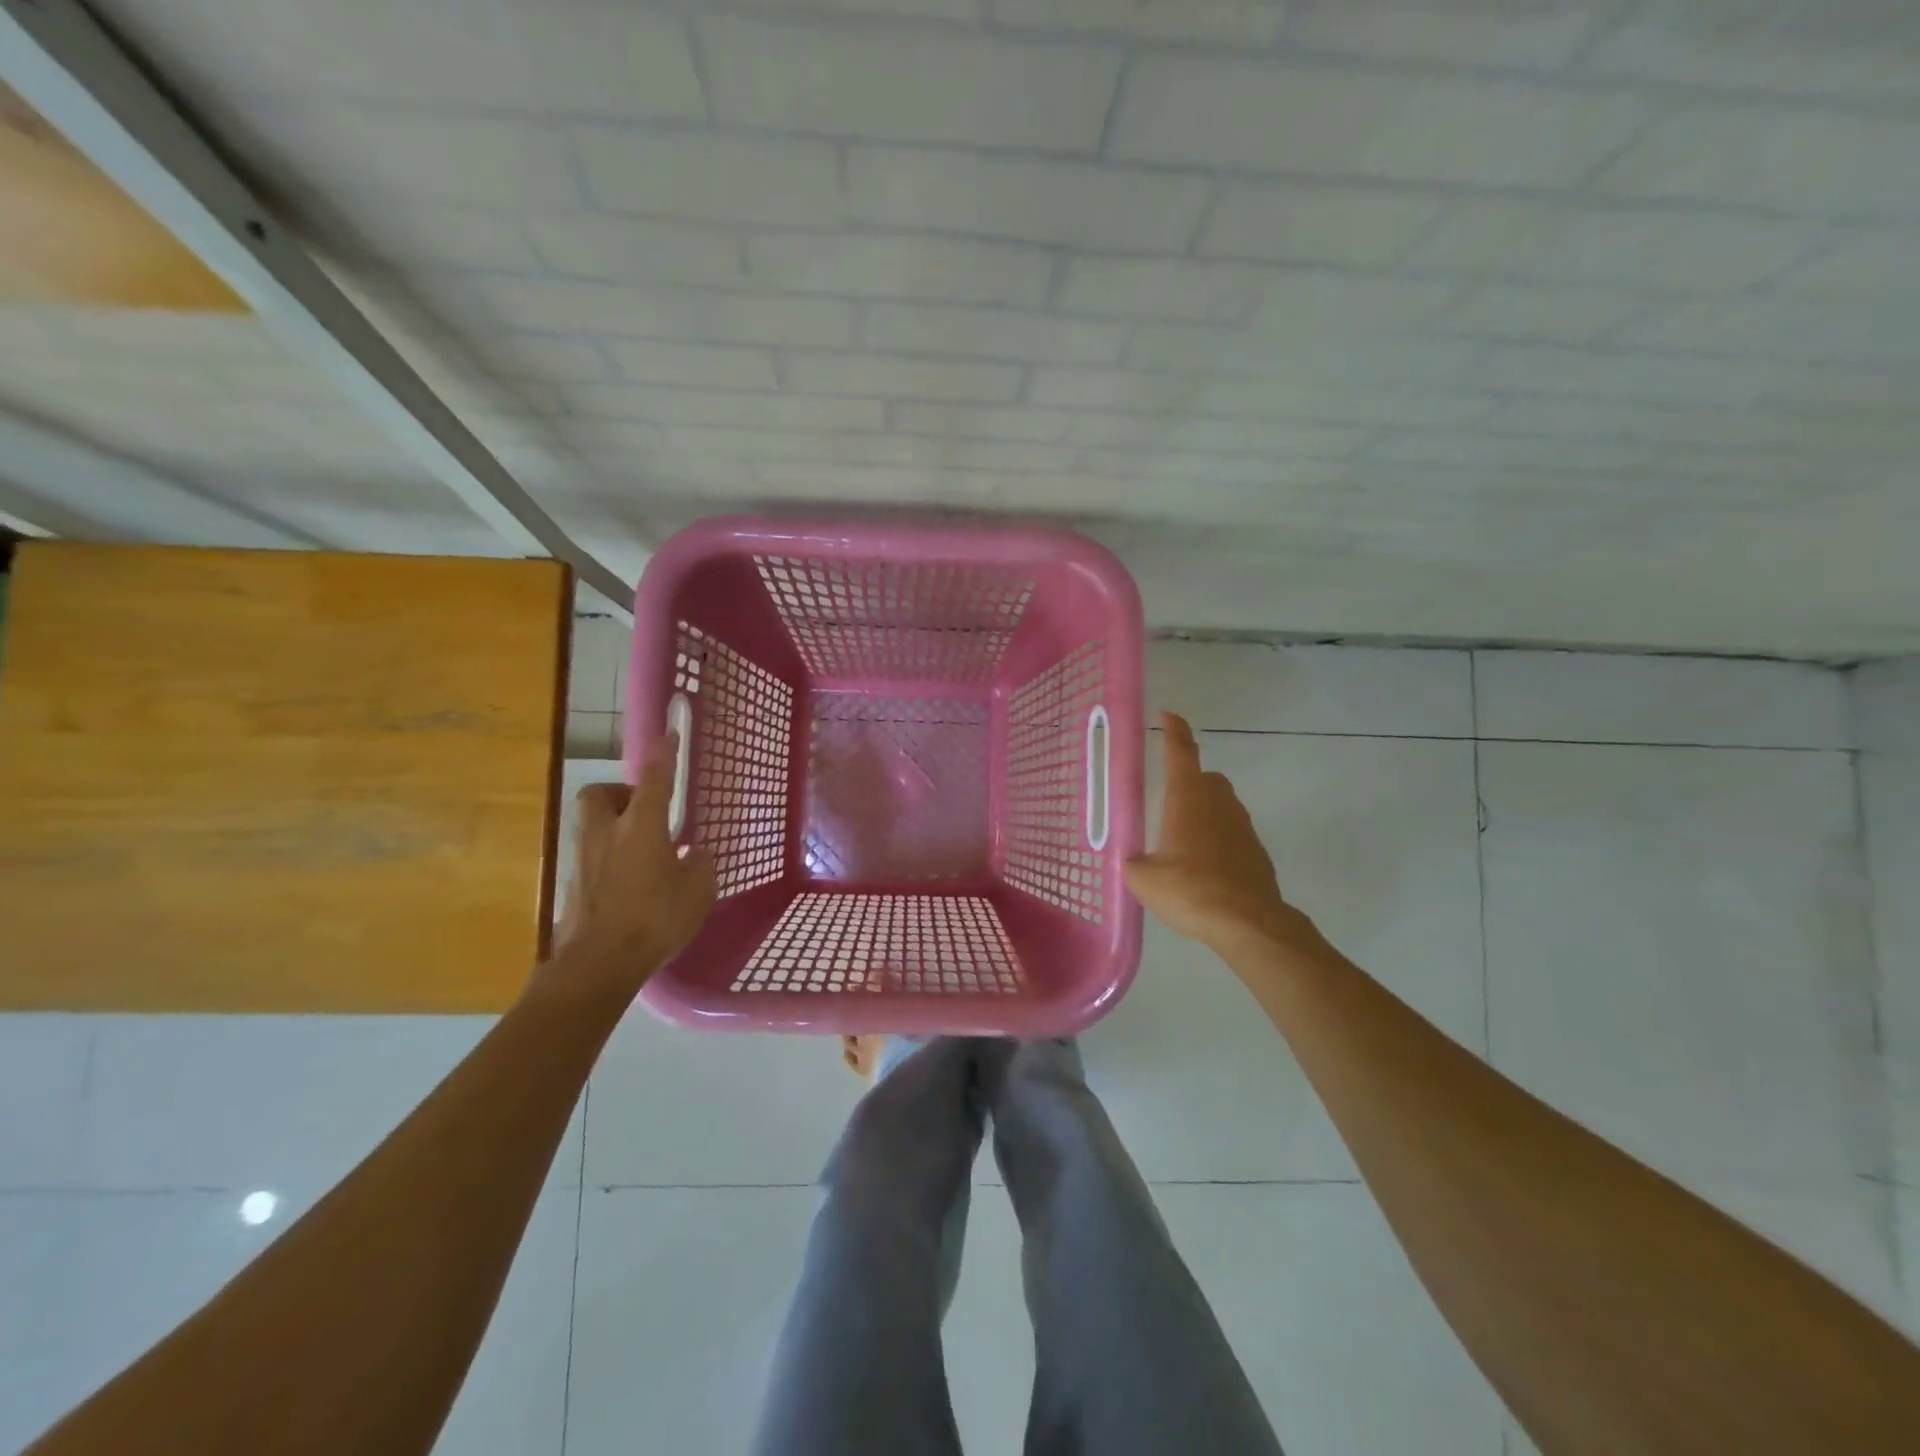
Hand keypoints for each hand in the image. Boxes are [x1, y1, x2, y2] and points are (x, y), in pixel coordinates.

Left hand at [548, 734, 715, 992]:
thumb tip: (693, 854)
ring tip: (643, 853)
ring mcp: (583, 860)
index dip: (663, 755)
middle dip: (620, 794)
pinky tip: (631, 884)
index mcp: (642, 827)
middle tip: (644, 811)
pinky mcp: (573, 887)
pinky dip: (610, 860)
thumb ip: (698, 866)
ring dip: (615, 828)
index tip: (668, 734)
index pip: (654, 779)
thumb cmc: (655, 920)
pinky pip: (592, 858)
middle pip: (600, 795)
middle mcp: (606, 834)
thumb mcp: (697, 892)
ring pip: (594, 826)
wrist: (597, 965)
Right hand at [1125, 712, 1307, 953]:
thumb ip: (1133, 862)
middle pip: (1206, 777)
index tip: (1169, 715)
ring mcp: (1243, 826)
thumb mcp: (1144, 878)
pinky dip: (1218, 839)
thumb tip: (1134, 861)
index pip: (1181, 752)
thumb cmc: (1190, 890)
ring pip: (1222, 804)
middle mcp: (1218, 803)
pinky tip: (1204, 866)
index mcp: (1188, 798)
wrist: (1247, 923)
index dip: (1174, 731)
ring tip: (1182, 838)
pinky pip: (1232, 833)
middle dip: (1189, 779)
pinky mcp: (1256, 852)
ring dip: (1204, 811)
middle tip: (1169, 797)